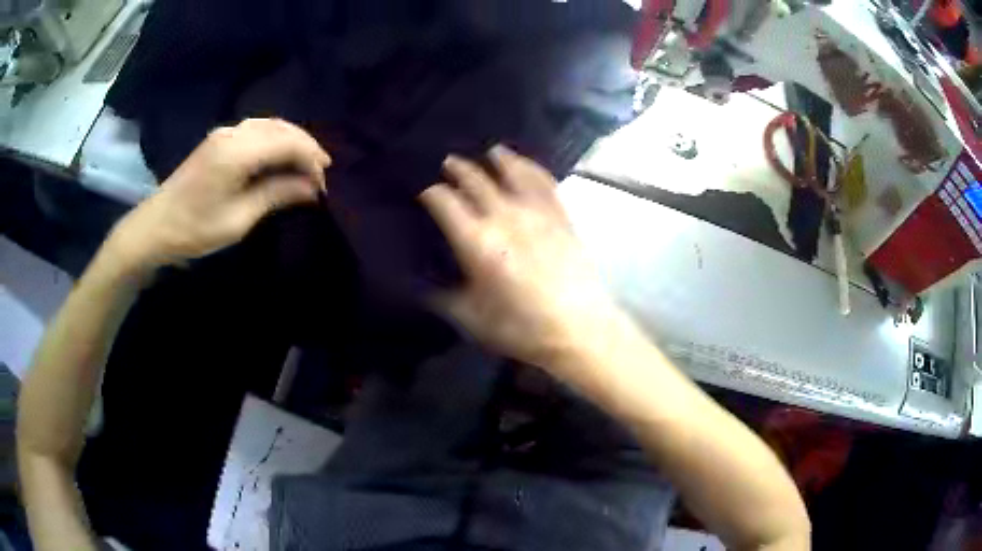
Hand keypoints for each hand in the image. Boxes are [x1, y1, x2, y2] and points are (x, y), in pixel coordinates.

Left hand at [105, 118, 330, 275]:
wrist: (155, 226)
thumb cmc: (194, 230)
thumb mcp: (238, 220)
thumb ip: (276, 196)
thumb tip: (312, 188)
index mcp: (236, 153)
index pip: (287, 144)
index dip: (310, 161)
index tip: (322, 186)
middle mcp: (233, 133)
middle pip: (281, 128)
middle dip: (306, 147)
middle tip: (321, 173)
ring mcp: (224, 133)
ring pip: (270, 124)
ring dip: (292, 140)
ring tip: (307, 163)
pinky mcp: (219, 138)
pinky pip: (257, 128)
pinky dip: (276, 138)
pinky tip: (281, 154)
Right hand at [420, 146, 621, 368]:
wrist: (578, 328)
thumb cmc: (521, 328)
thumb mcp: (471, 319)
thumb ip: (443, 298)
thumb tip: (423, 286)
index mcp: (477, 241)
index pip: (445, 202)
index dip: (431, 192)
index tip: (424, 191)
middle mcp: (504, 216)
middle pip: (476, 180)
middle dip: (458, 168)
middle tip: (448, 162)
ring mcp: (536, 212)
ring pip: (512, 172)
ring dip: (498, 159)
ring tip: (490, 151)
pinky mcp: (560, 215)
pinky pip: (544, 181)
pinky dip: (532, 168)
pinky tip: (527, 166)